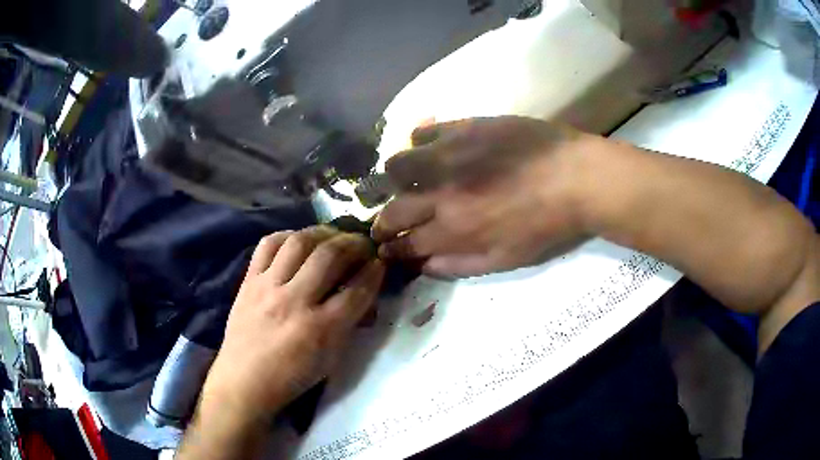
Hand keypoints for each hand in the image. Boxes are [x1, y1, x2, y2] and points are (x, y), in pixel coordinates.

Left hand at [199, 226, 384, 424]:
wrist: (244, 380)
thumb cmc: (292, 376)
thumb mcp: (331, 359)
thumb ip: (349, 323)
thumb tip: (364, 294)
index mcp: (321, 329)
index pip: (357, 289)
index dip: (375, 270)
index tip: (380, 261)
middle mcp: (295, 301)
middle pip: (330, 256)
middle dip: (353, 243)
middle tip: (361, 243)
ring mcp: (268, 287)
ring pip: (299, 242)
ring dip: (322, 233)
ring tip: (332, 236)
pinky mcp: (249, 281)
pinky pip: (267, 245)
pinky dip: (286, 236)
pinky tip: (298, 240)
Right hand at [373, 116, 596, 276]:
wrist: (575, 178)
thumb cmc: (547, 225)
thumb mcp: (507, 258)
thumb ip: (461, 265)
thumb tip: (425, 267)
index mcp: (454, 230)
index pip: (407, 243)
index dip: (391, 248)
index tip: (384, 248)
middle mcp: (441, 193)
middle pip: (394, 209)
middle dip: (382, 221)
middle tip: (382, 222)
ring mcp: (449, 156)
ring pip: (397, 167)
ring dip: (394, 178)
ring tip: (403, 180)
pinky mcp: (464, 127)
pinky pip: (425, 131)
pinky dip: (419, 140)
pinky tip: (426, 145)